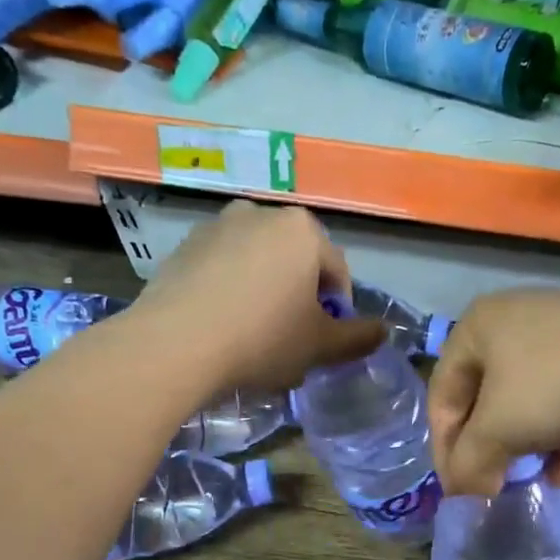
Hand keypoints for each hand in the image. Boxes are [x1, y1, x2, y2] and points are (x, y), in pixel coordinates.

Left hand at [134, 201, 385, 393]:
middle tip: (291, 341)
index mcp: (302, 230)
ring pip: (258, 265)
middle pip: (296, 263)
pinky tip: (222, 327)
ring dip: (265, 294)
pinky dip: (230, 292)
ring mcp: (217, 226)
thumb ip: (357, 337)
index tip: (324, 342)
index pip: (336, 272)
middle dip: (299, 298)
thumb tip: (383, 332)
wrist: (175, 344)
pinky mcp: (183, 247)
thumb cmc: (263, 339)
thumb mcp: (320, 346)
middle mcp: (260, 214)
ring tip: (254, 336)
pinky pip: (222, 270)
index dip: (337, 312)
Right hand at [429, 287, 559, 495]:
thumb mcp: (499, 430)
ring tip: (539, 483)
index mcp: (476, 330)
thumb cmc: (559, 382)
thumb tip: (465, 495)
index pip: (442, 399)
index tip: (459, 492)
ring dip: (530, 451)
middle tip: (497, 489)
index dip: (445, 450)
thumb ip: (470, 465)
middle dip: (493, 453)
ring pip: (528, 406)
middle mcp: (511, 326)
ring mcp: (558, 338)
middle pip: (486, 405)